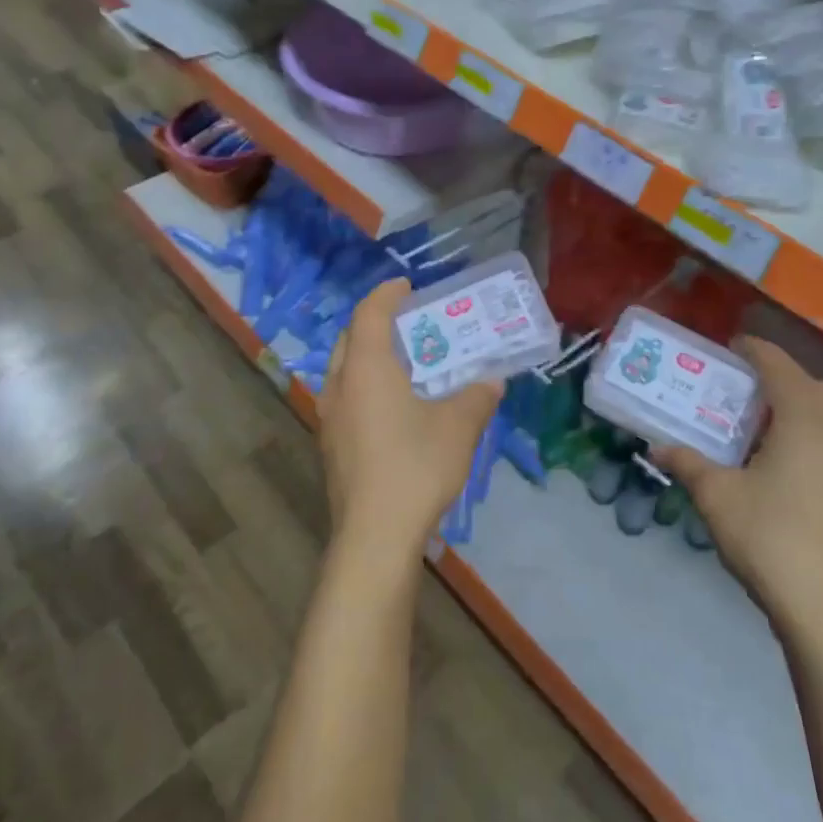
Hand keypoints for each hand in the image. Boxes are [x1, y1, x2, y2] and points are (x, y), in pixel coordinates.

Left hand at [319, 280, 502, 572]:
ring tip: (402, 362)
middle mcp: (340, 386)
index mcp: (366, 369)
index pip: (369, 314)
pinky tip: (392, 407)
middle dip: (374, 323)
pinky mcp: (330, 446)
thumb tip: (493, 382)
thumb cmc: (416, 467)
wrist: (375, 535)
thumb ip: (477, 397)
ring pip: (343, 371)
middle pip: (349, 339)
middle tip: (407, 322)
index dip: (386, 294)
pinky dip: (365, 386)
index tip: (405, 286)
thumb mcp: (459, 427)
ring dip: (367, 356)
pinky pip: (345, 398)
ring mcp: (329, 418)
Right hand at [656, 337, 822, 638]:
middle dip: (784, 376)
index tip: (734, 345)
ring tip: (760, 417)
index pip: (781, 371)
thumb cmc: (768, 537)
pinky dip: (808, 433)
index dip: (758, 352)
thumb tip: (657, 445)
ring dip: (799, 405)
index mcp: (802, 424)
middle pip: (816, 389)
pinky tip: (780, 458)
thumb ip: (687, 463)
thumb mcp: (716, 495)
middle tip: (748, 382)